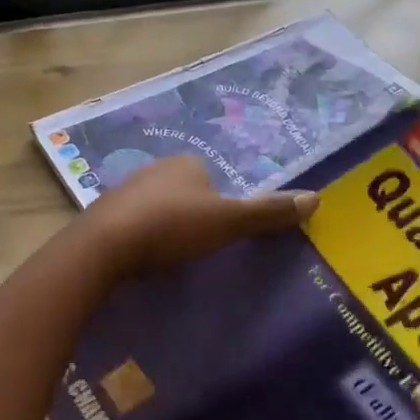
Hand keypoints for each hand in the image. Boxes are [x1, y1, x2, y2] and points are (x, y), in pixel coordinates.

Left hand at [80, 155, 316, 275]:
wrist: (105, 246)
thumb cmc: (172, 227)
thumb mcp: (228, 222)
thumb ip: (268, 212)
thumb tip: (316, 198)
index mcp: (186, 163)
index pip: (212, 177)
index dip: (221, 203)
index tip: (221, 232)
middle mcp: (154, 168)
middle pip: (184, 190)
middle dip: (191, 213)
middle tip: (197, 246)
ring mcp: (125, 189)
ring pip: (156, 205)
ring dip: (164, 224)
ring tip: (170, 255)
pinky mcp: (103, 213)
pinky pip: (131, 222)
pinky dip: (140, 235)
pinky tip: (142, 256)